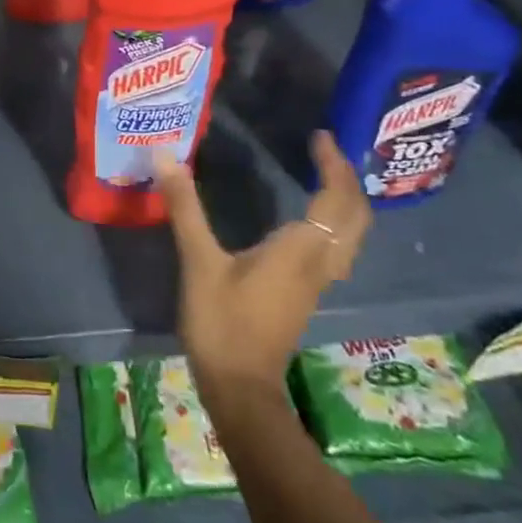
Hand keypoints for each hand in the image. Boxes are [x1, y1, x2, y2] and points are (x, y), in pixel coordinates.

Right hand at [158, 130, 371, 398]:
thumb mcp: (198, 261)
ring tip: (322, 175)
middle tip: (324, 150)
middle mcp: (319, 263)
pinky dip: (333, 222)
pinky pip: (336, 247)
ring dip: (345, 201)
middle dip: (347, 178)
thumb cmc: (221, 322)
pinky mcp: (305, 293)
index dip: (333, 164)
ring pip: (351, 235)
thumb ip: (185, 207)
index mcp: (300, 249)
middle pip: (356, 216)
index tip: (319, 135)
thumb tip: (165, 156)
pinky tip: (307, 217)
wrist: (240, 386)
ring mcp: (316, 281)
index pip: (335, 198)